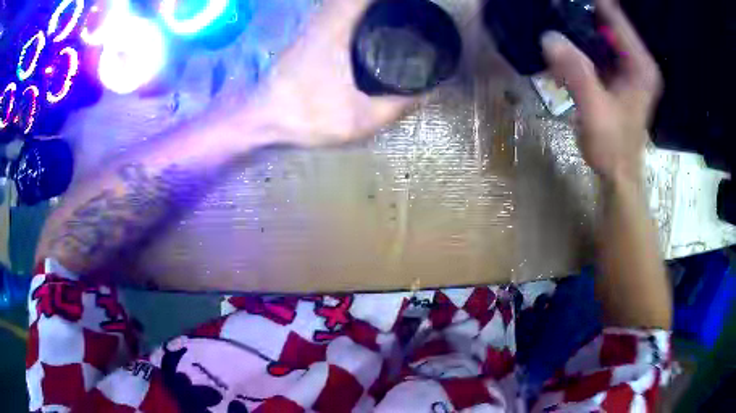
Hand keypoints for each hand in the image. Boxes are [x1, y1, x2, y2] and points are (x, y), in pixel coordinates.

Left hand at [249, 0, 417, 146]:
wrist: (261, 121)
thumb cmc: (308, 116)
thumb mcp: (361, 119)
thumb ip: (398, 105)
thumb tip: (429, 92)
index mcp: (338, 30)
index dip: (385, 1)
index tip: (411, 4)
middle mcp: (323, 20)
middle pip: (356, 0)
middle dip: (380, 5)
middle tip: (407, 12)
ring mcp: (312, 27)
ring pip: (343, 4)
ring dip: (366, 8)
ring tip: (391, 17)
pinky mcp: (306, 38)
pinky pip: (335, 14)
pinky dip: (353, 14)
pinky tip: (367, 28)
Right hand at [541, 0, 660, 182]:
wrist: (618, 174)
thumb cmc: (613, 147)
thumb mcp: (595, 110)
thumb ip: (576, 73)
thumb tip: (548, 37)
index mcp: (640, 65)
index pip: (616, 18)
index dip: (594, 2)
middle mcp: (637, 61)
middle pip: (608, 21)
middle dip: (581, 10)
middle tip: (554, 4)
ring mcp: (627, 67)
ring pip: (600, 33)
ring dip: (577, 24)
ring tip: (553, 14)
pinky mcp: (617, 75)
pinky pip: (597, 48)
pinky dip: (579, 42)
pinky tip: (561, 41)